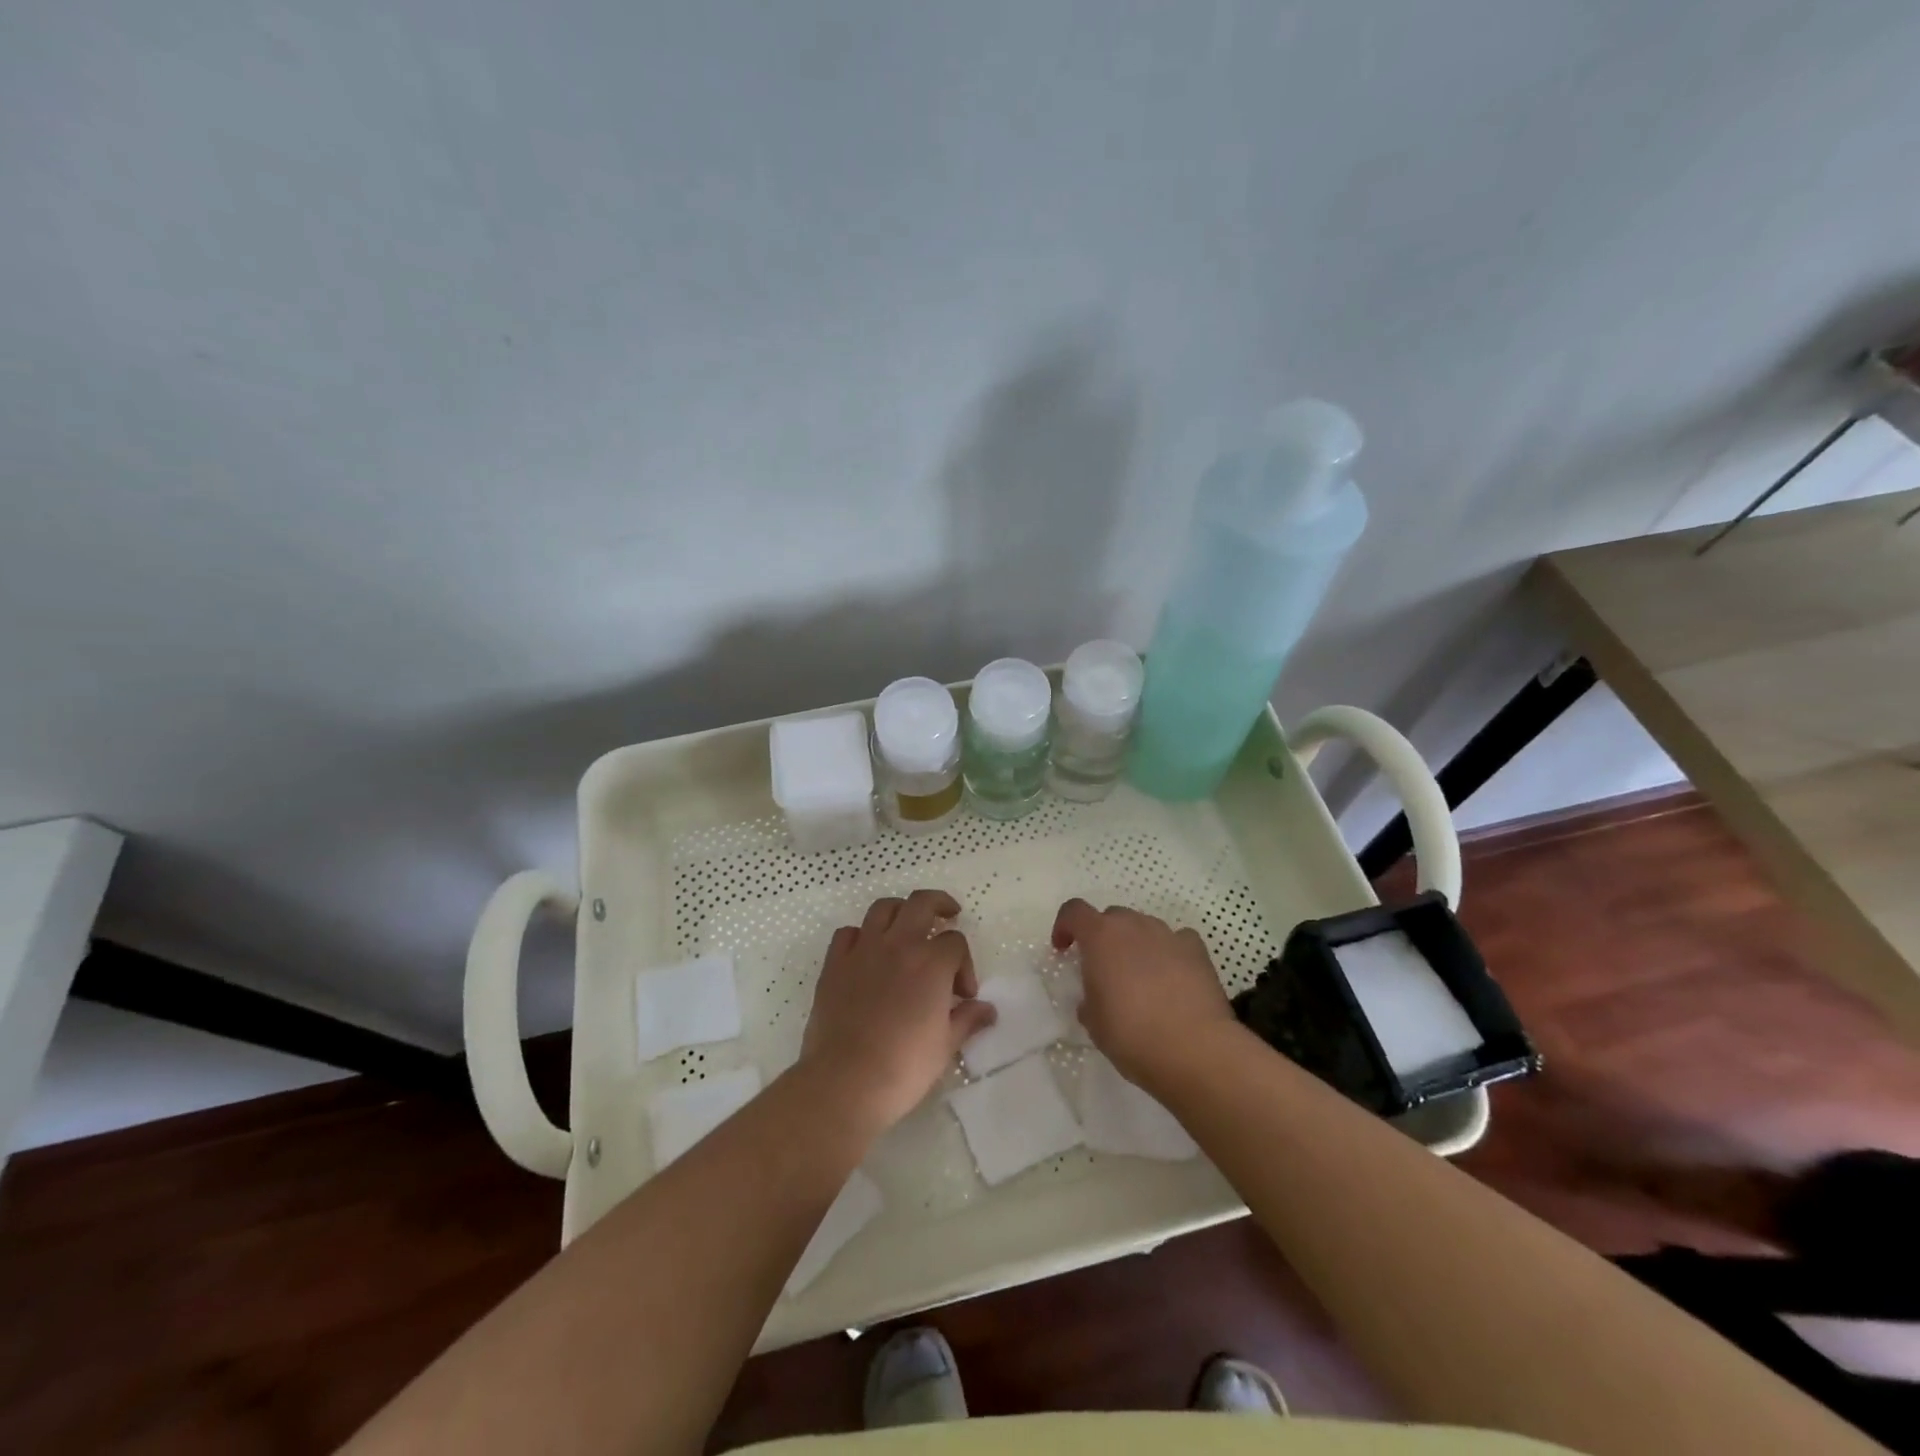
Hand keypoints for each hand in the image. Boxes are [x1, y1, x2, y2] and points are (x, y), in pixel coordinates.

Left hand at [800, 890, 996, 1133]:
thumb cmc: (904, 1067)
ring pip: (883, 908)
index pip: (955, 942)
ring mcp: (863, 950)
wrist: (846, 1082)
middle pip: (922, 903)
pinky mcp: (834, 964)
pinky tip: (868, 952)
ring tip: (908, 926)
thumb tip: (987, 1009)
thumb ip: (967, 1019)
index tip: (963, 994)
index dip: (965, 964)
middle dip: (940, 904)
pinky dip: (861, 935)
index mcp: (931, 962)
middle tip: (949, 915)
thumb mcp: (945, 1045)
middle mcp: (898, 945)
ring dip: (901, 911)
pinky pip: (848, 933)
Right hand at [1052, 899, 1236, 1091]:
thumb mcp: (1094, 1022)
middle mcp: (1133, 926)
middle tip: (1104, 969)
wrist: (1194, 1049)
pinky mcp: (1197, 950)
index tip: (1064, 949)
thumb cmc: (1132, 1035)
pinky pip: (1176, 941)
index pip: (1073, 911)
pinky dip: (1169, 952)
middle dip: (1103, 937)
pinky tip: (1173, 978)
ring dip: (1136, 944)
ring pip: (1144, 927)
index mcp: (1100, 937)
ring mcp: (1168, 935)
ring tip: (1141, 978)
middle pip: (1112, 917)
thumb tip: (1097, 997)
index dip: (1064, 926)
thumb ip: (1089, 998)